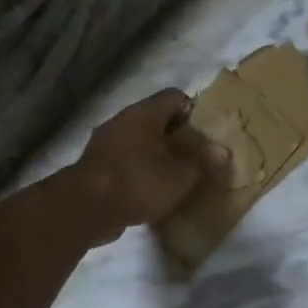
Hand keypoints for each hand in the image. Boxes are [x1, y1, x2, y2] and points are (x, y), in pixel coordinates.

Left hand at [68, 89, 224, 243]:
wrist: (85, 209)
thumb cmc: (139, 181)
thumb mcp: (181, 175)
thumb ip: (203, 161)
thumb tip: (222, 151)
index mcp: (144, 113)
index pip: (175, 97)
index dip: (194, 111)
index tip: (207, 134)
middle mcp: (123, 121)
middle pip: (157, 120)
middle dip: (178, 137)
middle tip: (197, 158)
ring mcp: (105, 144)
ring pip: (140, 143)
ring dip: (158, 157)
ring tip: (177, 177)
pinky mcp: (96, 167)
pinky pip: (126, 163)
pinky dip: (140, 173)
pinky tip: (152, 193)